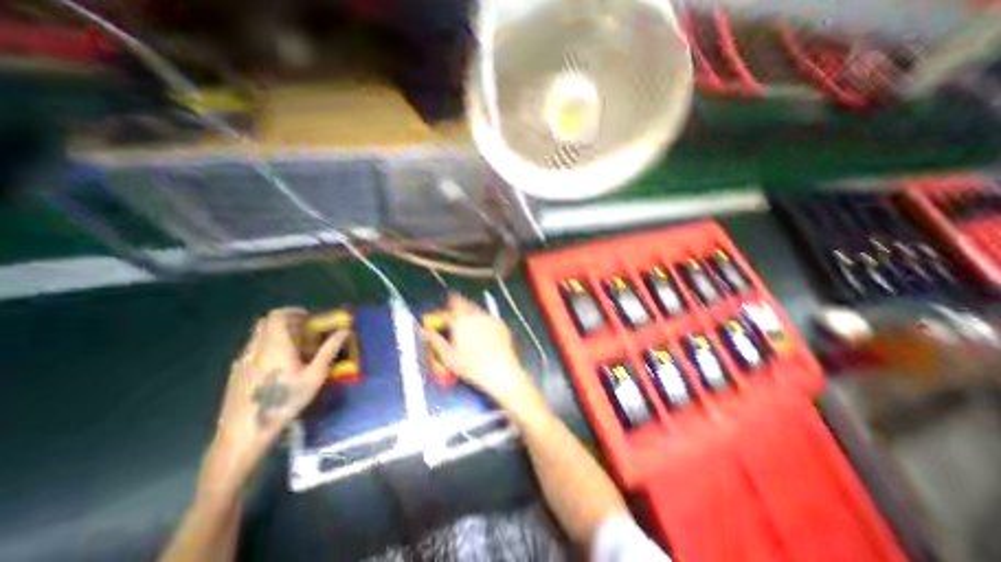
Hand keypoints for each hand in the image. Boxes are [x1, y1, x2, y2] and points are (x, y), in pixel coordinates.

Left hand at [199, 310, 348, 498]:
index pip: (277, 315)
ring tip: (295, 350)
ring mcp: (243, 360)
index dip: (293, 311)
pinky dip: (268, 347)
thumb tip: (344, 331)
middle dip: (287, 322)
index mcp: (275, 346)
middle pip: (266, 323)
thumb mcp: (315, 376)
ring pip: (259, 336)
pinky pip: (253, 349)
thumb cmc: (286, 400)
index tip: (308, 318)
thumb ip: (329, 350)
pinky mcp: (236, 373)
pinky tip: (279, 367)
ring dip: (277, 335)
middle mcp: (256, 348)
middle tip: (304, 332)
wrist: (245, 432)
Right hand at [427, 295, 543, 412]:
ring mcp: (489, 317)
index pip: (445, 312)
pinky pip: (487, 317)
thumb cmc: (472, 367)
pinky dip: (481, 320)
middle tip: (452, 320)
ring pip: (475, 309)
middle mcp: (474, 314)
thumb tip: (423, 331)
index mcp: (459, 321)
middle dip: (455, 308)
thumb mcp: (448, 357)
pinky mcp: (500, 323)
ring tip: (466, 327)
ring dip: (468, 313)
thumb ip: (434, 341)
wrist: (501, 371)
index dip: (440, 315)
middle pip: (462, 303)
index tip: (437, 321)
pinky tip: (482, 333)